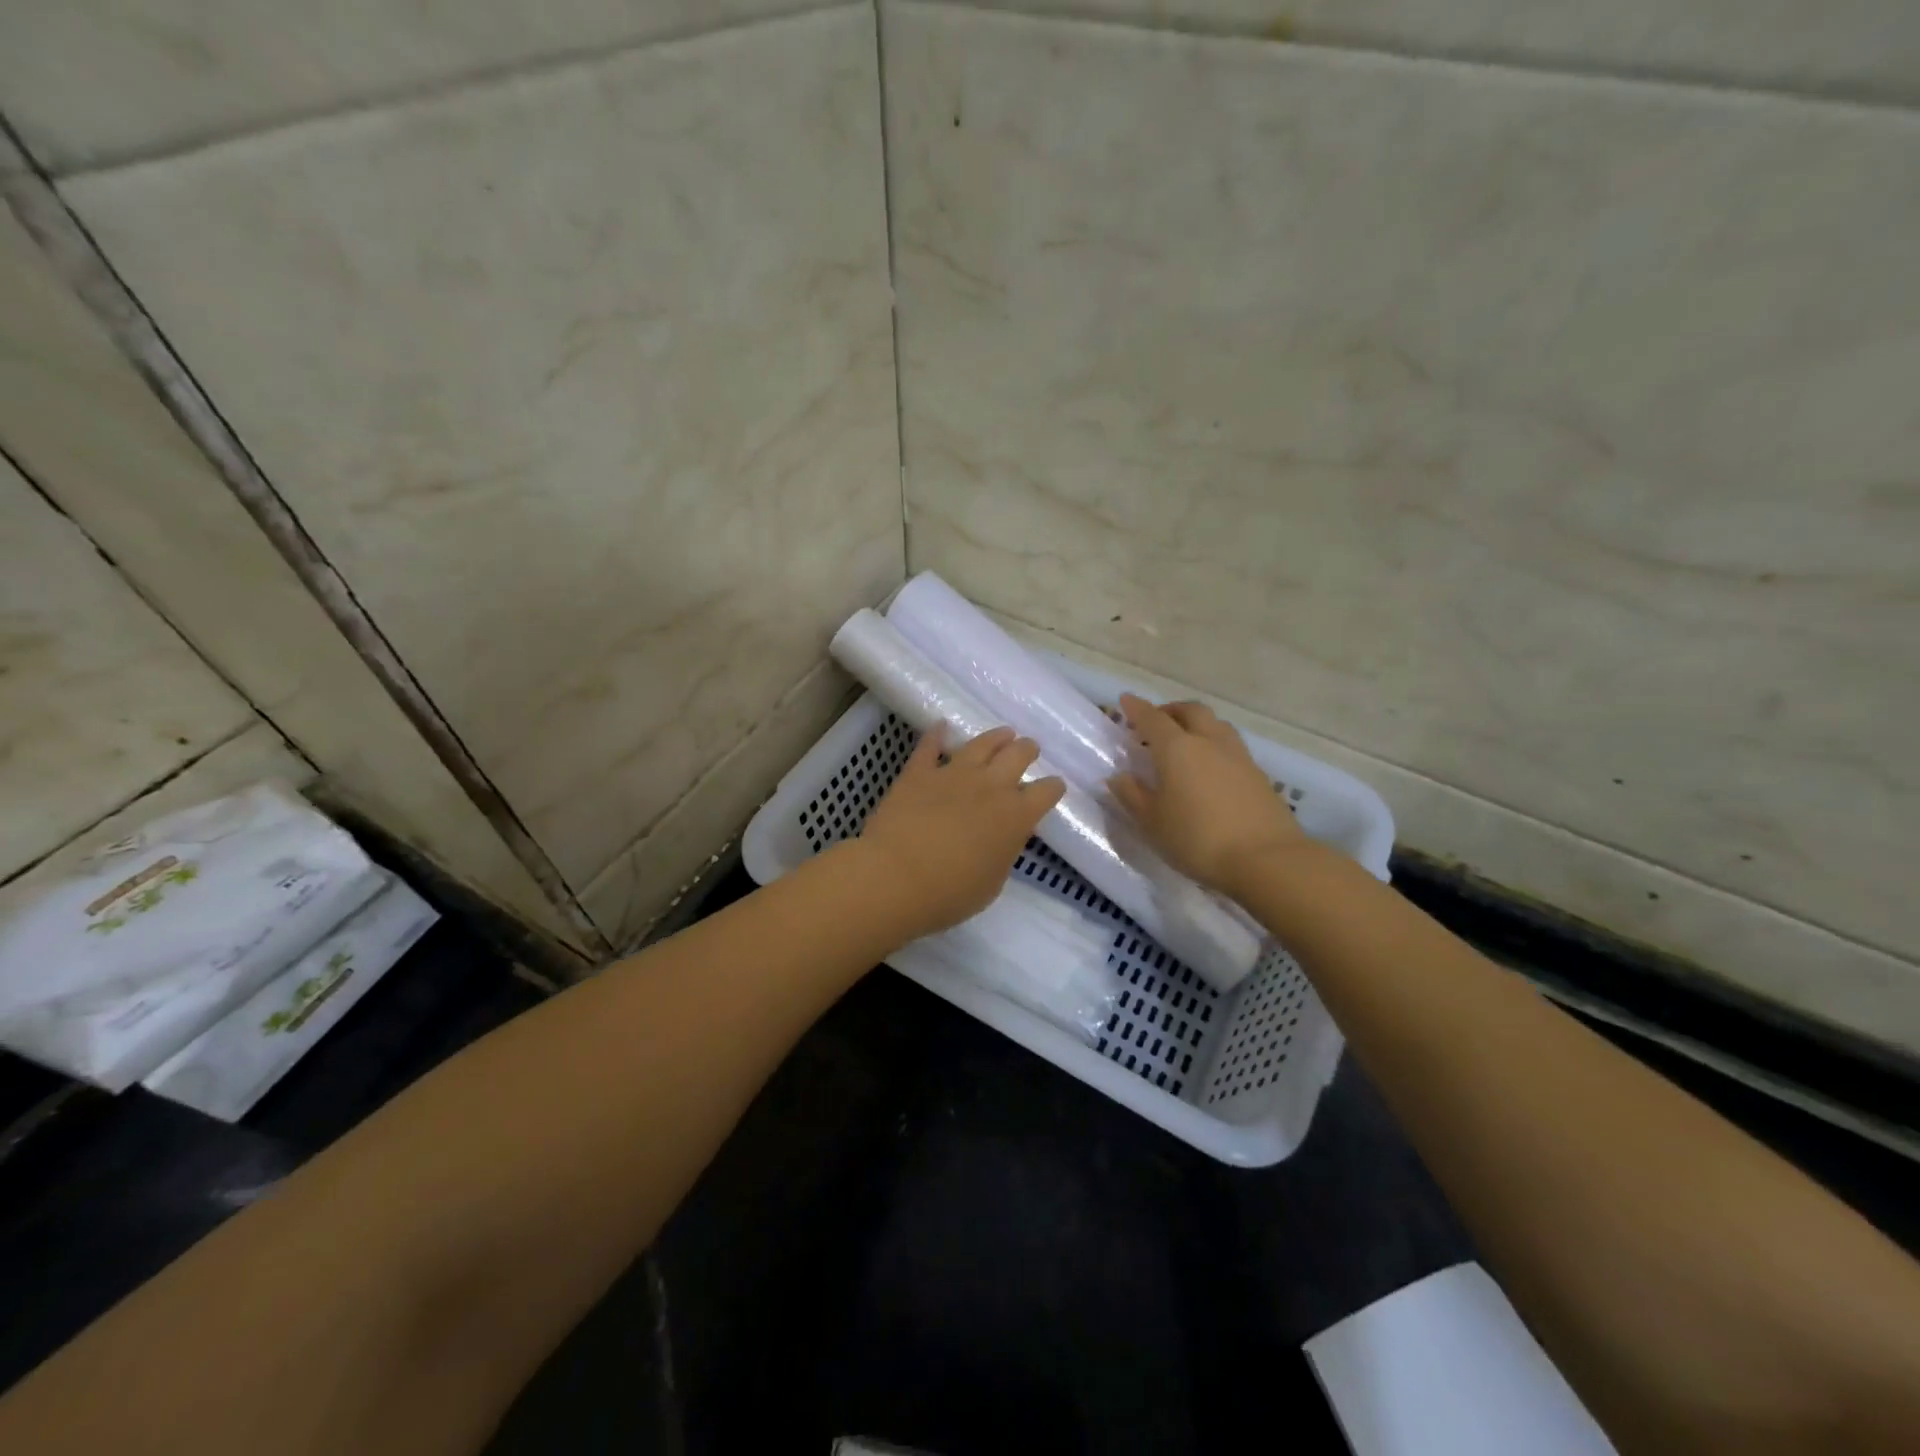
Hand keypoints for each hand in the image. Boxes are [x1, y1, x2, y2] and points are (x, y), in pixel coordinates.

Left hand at [856, 724, 1066, 938]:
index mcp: (1015, 816)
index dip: (1053, 788)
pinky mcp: (919, 772)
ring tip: (1004, 733)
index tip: (1054, 787)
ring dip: (997, 737)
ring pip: (982, 743)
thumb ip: (1002, 853)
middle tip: (1029, 749)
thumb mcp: (992, 883)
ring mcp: (953, 774)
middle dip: (1027, 750)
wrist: (894, 877)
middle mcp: (990, 786)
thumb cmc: (949, 894)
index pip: (1046, 792)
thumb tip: (1002, 837)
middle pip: (1018, 755)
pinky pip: (930, 746)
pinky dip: (937, 734)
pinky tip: (941, 726)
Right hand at [1108, 695, 1308, 897]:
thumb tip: (1118, 777)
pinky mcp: (1258, 774)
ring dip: (1196, 724)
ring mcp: (1238, 756)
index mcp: (1177, 749)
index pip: (1152, 718)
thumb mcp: (1153, 823)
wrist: (1266, 859)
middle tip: (1156, 721)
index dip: (1136, 708)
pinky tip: (1210, 768)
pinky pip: (1231, 746)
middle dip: (1170, 710)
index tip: (1125, 700)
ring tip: (1185, 741)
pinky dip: (1214, 745)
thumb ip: (1132, 796)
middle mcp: (1209, 742)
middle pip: (1190, 711)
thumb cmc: (1197, 839)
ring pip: (1215, 725)